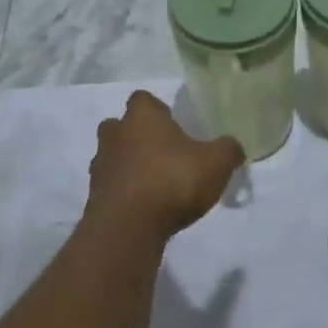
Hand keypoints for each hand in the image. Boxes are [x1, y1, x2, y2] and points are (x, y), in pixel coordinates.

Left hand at [87, 91, 243, 240]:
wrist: (127, 228)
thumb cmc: (172, 180)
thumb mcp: (215, 163)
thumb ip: (228, 150)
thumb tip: (233, 147)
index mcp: (141, 115)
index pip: (144, 100)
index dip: (158, 111)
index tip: (175, 127)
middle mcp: (115, 133)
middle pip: (122, 126)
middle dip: (138, 137)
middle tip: (164, 155)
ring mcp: (100, 166)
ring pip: (114, 157)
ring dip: (130, 167)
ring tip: (156, 185)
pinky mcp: (94, 197)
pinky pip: (111, 187)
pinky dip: (125, 194)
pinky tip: (145, 209)